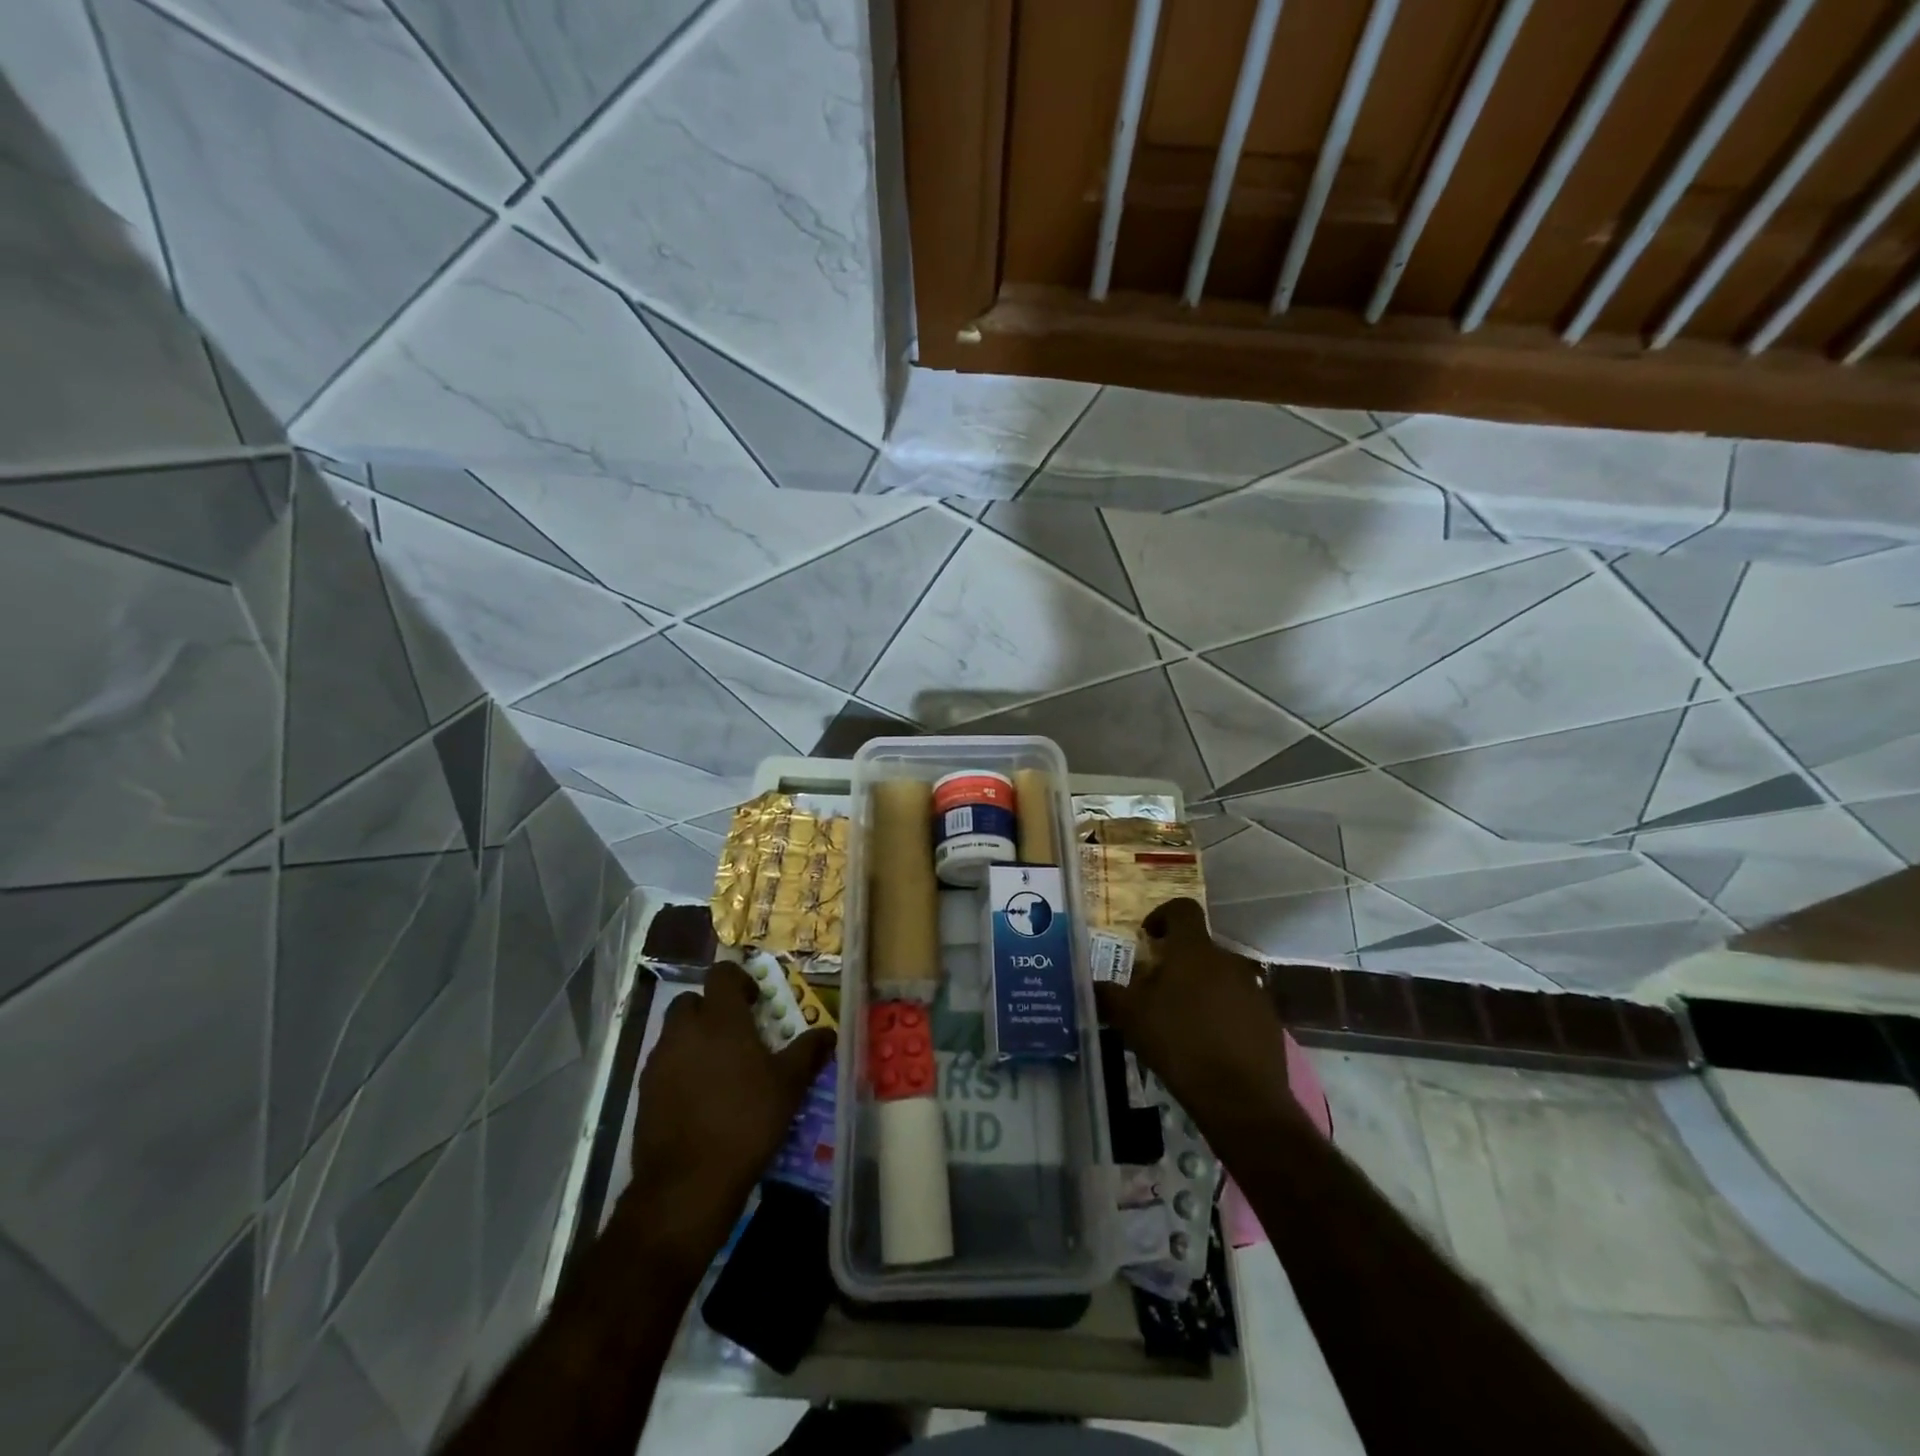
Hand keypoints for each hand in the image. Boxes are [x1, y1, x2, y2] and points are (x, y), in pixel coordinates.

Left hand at [627, 961, 834, 1264]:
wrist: (688, 1183)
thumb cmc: (746, 1120)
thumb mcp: (789, 1085)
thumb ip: (808, 1052)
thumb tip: (828, 1033)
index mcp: (720, 1018)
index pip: (721, 974)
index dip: (739, 980)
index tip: (756, 1001)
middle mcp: (684, 1031)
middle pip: (692, 1001)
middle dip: (712, 1009)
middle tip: (738, 1033)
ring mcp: (659, 1062)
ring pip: (675, 1033)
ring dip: (696, 1039)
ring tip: (722, 1069)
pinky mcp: (644, 1093)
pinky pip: (665, 1065)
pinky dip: (682, 1069)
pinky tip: (702, 1097)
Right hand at [1095, 898, 1287, 1120]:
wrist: (1241, 1098)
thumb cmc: (1179, 1043)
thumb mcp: (1131, 1018)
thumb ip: (1109, 994)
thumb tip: (1093, 983)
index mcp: (1194, 950)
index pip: (1182, 909)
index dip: (1163, 915)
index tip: (1148, 937)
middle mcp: (1227, 960)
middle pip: (1199, 948)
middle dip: (1178, 962)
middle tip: (1157, 989)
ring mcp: (1253, 989)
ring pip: (1219, 976)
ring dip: (1200, 988)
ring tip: (1182, 1020)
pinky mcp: (1269, 1019)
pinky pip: (1239, 1004)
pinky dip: (1222, 1013)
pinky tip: (1208, 1043)